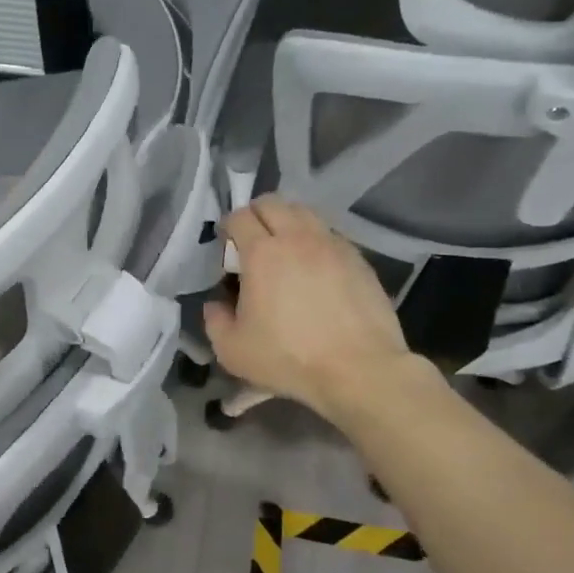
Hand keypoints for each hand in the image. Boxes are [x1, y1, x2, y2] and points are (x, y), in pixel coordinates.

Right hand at [203, 197, 425, 421]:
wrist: (358, 369)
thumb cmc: (288, 358)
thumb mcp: (232, 350)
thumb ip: (215, 320)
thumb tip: (216, 304)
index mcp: (262, 253)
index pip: (240, 217)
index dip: (228, 228)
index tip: (226, 249)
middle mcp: (298, 237)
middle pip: (273, 203)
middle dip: (256, 215)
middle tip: (251, 243)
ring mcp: (333, 244)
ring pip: (305, 213)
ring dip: (287, 222)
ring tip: (284, 250)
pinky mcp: (358, 259)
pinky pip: (329, 234)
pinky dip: (314, 240)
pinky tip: (314, 268)